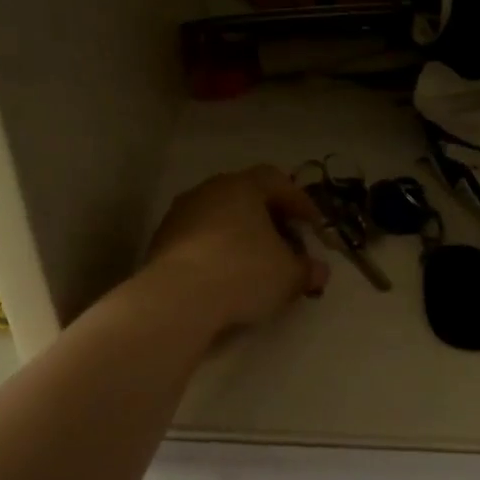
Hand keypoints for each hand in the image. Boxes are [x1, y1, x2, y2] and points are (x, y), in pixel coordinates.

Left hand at [141, 166, 330, 334]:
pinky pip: (199, 241)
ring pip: (220, 219)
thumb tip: (319, 271)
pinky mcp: (161, 243)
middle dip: (269, 221)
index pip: (277, 181)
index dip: (300, 202)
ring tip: (256, 265)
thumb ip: (308, 270)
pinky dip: (217, 253)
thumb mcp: (289, 275)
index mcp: (242, 186)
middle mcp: (208, 191)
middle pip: (246, 198)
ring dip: (240, 238)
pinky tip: (226, 278)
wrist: (178, 298)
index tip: (313, 226)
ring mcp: (180, 215)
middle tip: (286, 245)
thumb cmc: (244, 272)